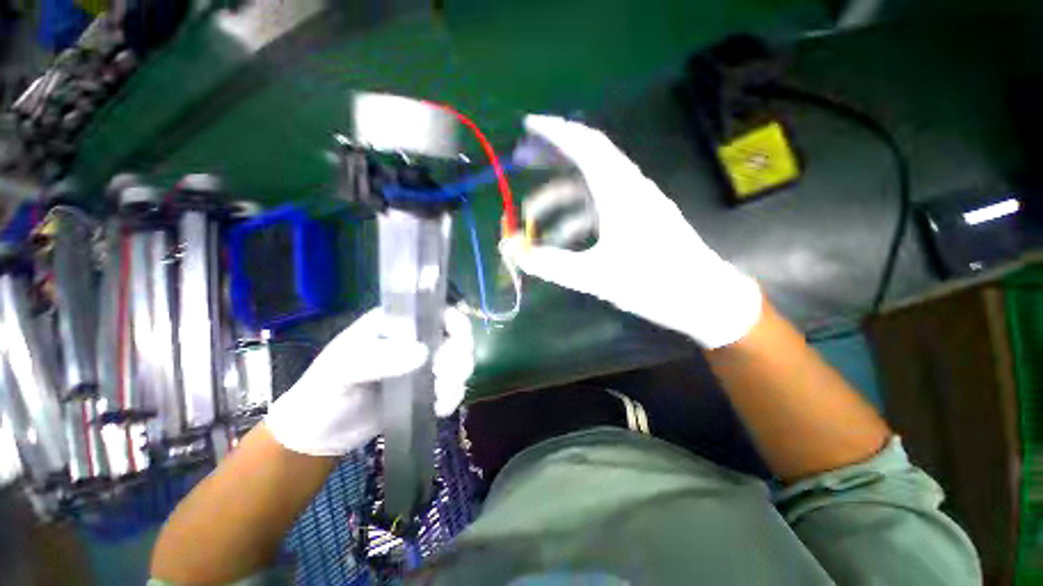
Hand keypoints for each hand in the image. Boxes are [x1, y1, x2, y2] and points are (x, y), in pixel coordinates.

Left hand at [265, 307, 474, 455]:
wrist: (320, 434)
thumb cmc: (325, 391)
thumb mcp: (342, 369)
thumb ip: (378, 358)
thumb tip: (423, 354)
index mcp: (398, 323)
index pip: (437, 311)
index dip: (456, 323)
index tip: (458, 345)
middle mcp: (416, 339)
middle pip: (456, 336)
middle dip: (459, 356)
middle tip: (445, 377)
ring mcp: (424, 365)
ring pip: (459, 361)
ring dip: (458, 378)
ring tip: (440, 396)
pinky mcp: (427, 388)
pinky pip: (453, 386)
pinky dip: (453, 396)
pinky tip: (439, 408)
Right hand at [505, 115, 761, 348]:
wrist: (703, 298)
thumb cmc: (654, 284)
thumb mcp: (595, 275)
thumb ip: (551, 264)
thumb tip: (513, 251)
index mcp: (621, 191)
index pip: (585, 145)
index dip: (555, 131)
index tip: (527, 125)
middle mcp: (628, 188)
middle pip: (586, 158)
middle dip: (551, 157)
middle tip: (520, 160)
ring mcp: (634, 203)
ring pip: (589, 188)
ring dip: (559, 198)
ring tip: (530, 217)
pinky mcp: (637, 219)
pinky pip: (599, 209)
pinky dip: (575, 218)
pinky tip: (561, 240)